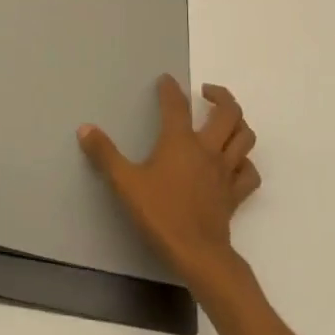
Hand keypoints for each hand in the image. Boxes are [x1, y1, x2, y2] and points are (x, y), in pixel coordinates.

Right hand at [78, 77, 258, 285]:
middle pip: (228, 113)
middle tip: (207, 92)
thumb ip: (105, 154)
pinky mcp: (235, 194)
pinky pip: (249, 172)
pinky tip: (236, 162)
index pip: (176, 105)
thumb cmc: (160, 213)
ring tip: (224, 120)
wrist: (197, 254)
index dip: (170, 89)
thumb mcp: (125, 182)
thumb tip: (85, 128)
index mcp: (180, 142)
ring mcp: (226, 172)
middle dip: (221, 96)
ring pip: (244, 138)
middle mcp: (208, 150)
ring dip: (238, 123)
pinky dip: (245, 161)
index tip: (166, 80)